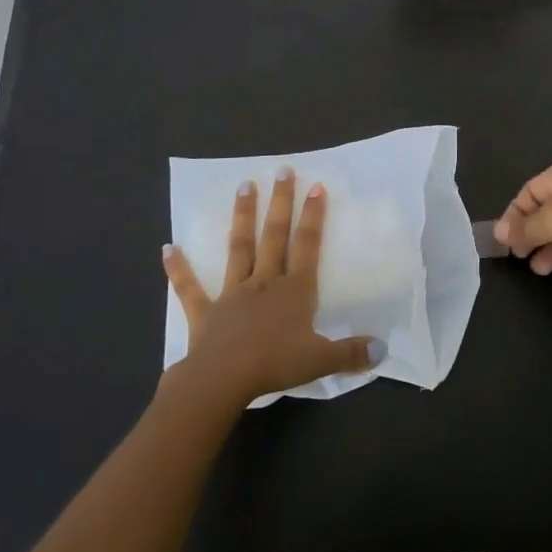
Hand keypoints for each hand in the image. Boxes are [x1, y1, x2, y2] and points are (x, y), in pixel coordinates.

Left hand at [163, 169, 380, 406]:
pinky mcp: (205, 312)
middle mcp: (264, 282)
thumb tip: (383, 349)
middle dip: (281, 202)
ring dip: (242, 217)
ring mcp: (232, 293)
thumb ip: (351, 353)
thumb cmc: (274, 365)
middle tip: (282, 171)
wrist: (222, 380)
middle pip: (274, 236)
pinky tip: (167, 249)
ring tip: (244, 186)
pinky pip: (190, 288)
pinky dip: (179, 269)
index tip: (316, 186)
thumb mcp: (320, 360)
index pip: (307, 246)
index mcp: (294, 291)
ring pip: (239, 248)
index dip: (313, 216)